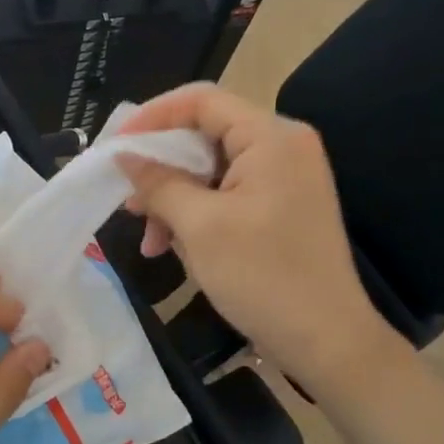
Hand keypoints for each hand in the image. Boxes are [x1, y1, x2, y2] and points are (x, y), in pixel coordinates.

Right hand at [117, 83, 398, 387]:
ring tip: (150, 241)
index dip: (153, 116)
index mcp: (271, 137)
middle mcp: (282, 147)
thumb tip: (124, 156)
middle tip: (127, 199)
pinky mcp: (280, 208)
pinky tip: (174, 247)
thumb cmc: (263, 276)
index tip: (115, 146)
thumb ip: (158, 183)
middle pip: (204, 136)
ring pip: (210, 171)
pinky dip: (196, 215)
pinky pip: (226, 195)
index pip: (201, 101)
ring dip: (174, 200)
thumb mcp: (199, 226)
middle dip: (160, 169)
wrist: (328, 342)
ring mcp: (284, 179)